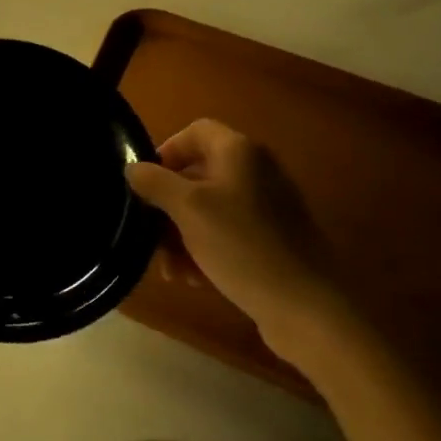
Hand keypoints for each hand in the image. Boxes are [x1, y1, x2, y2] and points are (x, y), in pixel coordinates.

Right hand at [124, 120, 343, 361]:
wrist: (307, 308)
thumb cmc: (241, 245)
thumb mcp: (188, 209)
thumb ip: (154, 182)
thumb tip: (132, 168)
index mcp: (239, 152)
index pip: (195, 132)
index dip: (166, 151)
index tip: (145, 183)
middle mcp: (256, 172)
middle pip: (198, 175)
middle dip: (168, 206)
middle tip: (149, 234)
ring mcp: (268, 209)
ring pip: (209, 210)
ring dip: (181, 235)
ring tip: (170, 269)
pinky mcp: (273, 242)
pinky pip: (228, 235)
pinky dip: (205, 250)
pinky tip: (193, 280)